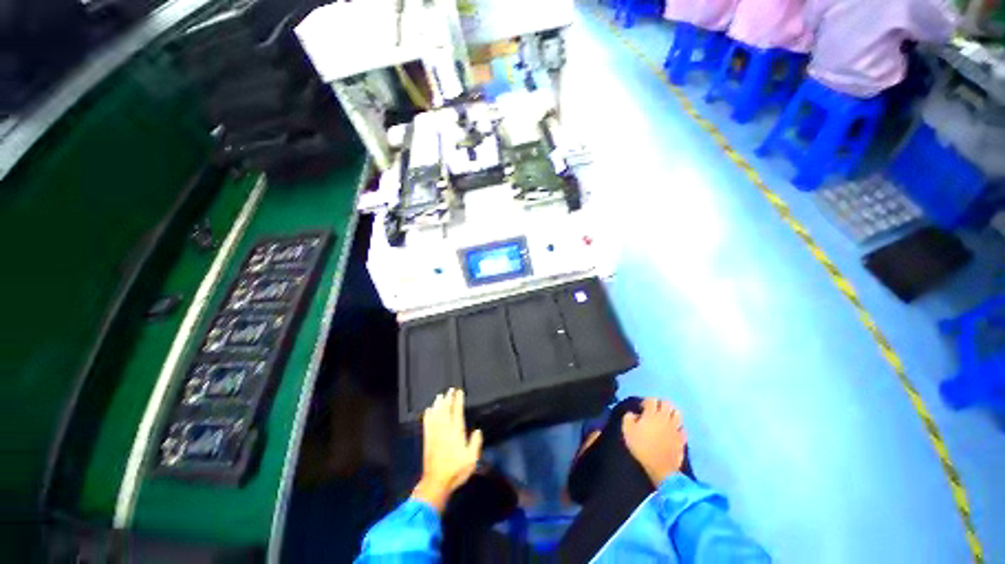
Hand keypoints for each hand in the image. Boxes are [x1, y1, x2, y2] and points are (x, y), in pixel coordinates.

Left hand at [412, 388, 482, 512]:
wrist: (436, 483)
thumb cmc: (456, 471)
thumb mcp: (472, 459)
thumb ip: (475, 443)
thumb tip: (478, 430)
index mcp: (456, 433)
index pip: (457, 413)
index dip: (458, 401)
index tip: (459, 392)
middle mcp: (445, 431)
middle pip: (446, 411)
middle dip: (448, 399)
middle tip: (449, 390)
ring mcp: (435, 435)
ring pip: (436, 416)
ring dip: (438, 405)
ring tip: (439, 396)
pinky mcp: (428, 441)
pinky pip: (427, 425)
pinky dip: (428, 417)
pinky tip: (428, 411)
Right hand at [622, 398, 686, 485]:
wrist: (661, 468)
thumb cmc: (642, 448)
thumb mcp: (627, 431)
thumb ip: (628, 418)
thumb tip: (633, 414)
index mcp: (651, 415)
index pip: (651, 400)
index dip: (646, 401)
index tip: (642, 408)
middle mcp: (665, 418)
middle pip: (666, 403)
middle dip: (660, 403)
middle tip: (654, 410)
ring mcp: (675, 428)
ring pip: (678, 413)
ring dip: (671, 413)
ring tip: (665, 418)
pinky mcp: (682, 438)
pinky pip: (683, 428)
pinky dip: (678, 427)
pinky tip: (673, 430)